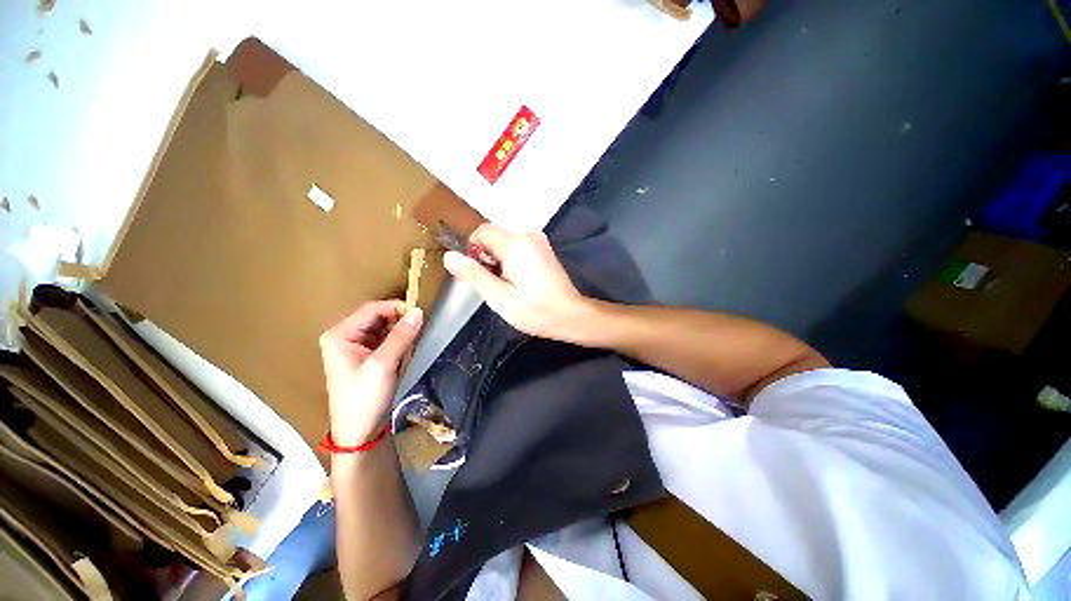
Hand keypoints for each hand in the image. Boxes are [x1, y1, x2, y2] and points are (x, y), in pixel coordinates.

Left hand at [319, 301, 422, 445]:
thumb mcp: (383, 365)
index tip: (420, 313)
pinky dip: (398, 339)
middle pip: (377, 316)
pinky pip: (385, 339)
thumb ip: (401, 336)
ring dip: (400, 330)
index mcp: (340, 335)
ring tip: (415, 337)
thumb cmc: (364, 399)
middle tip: (419, 327)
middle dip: (399, 319)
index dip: (396, 307)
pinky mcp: (365, 356)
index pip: (372, 309)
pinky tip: (408, 346)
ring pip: (383, 327)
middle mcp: (345, 337)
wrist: (359, 433)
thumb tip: (418, 311)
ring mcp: (355, 347)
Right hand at [443, 223, 588, 339]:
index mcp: (516, 243)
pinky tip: (521, 282)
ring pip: (505, 244)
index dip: (473, 251)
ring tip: (509, 286)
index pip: (481, 232)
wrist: (571, 316)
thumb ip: (473, 274)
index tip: (479, 275)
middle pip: (494, 237)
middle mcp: (528, 235)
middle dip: (487, 259)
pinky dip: (512, 262)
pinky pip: (518, 248)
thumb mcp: (499, 296)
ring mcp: (539, 241)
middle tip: (496, 285)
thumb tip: (449, 256)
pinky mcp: (544, 249)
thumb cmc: (535, 310)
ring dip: (499, 262)